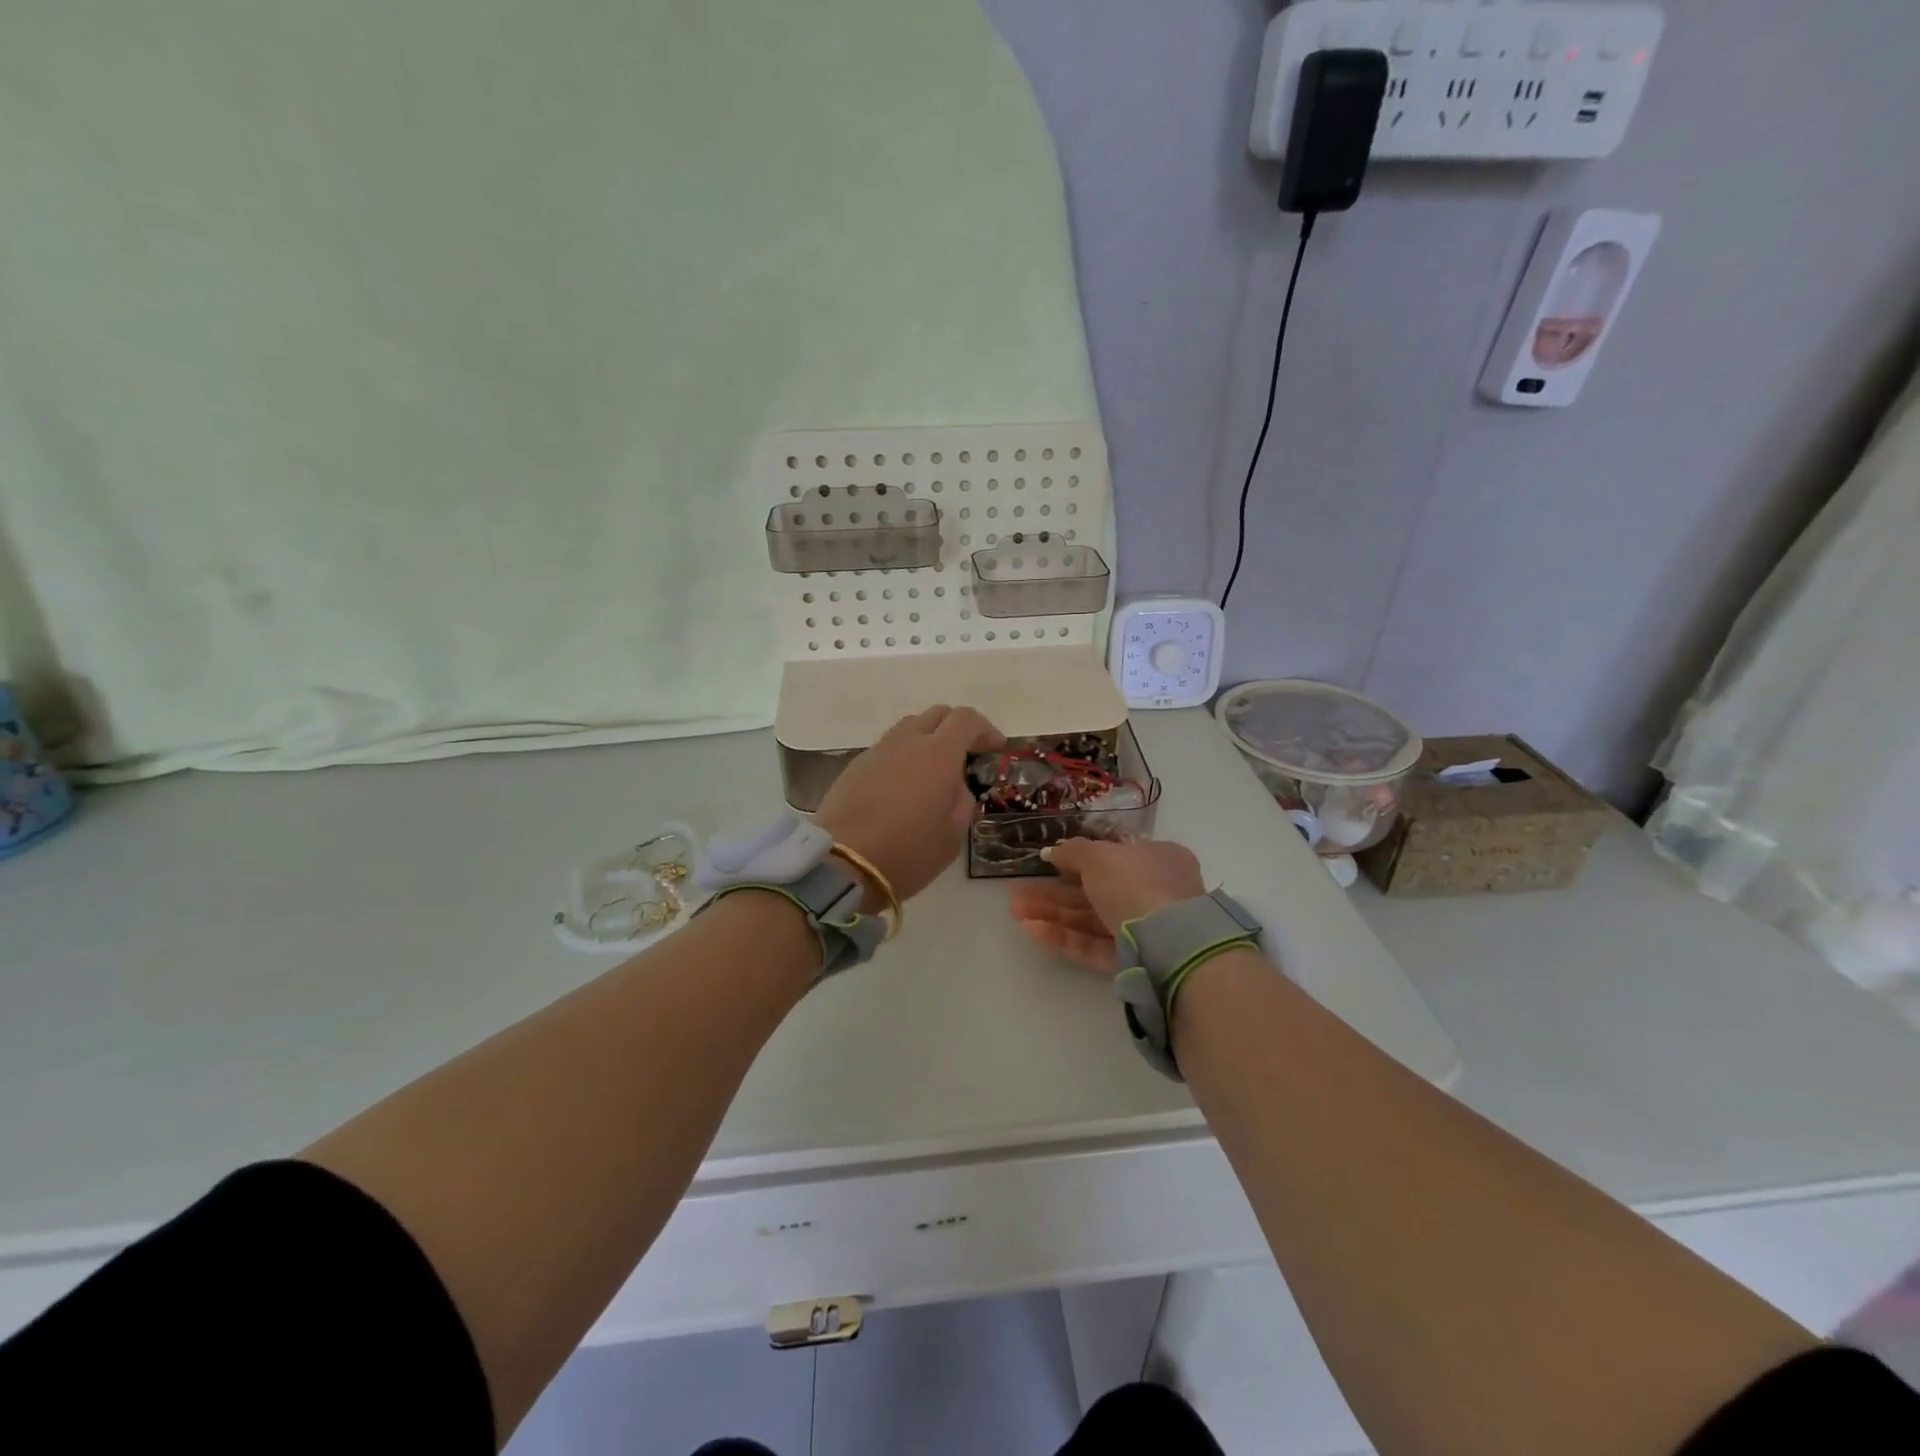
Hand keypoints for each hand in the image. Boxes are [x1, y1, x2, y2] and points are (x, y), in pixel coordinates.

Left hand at [814, 705, 1004, 901]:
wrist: (842, 864)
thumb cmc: (907, 852)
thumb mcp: (951, 836)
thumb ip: (961, 802)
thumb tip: (956, 787)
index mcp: (938, 754)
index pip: (966, 719)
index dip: (985, 729)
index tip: (995, 749)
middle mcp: (907, 742)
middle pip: (937, 714)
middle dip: (957, 728)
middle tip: (967, 755)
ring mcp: (877, 751)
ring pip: (909, 727)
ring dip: (927, 738)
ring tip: (934, 769)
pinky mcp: (855, 766)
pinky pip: (887, 747)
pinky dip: (903, 755)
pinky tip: (904, 784)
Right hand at [1008, 838, 1205, 973]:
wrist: (1169, 943)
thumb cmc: (1136, 883)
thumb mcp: (1099, 856)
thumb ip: (1073, 851)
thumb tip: (1052, 851)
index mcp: (1157, 859)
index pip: (1115, 857)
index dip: (1079, 859)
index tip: (1049, 864)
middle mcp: (1155, 892)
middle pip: (1096, 890)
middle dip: (1055, 892)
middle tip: (1019, 893)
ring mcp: (1145, 930)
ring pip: (1091, 919)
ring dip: (1053, 914)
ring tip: (1016, 911)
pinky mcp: (1134, 961)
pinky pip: (1095, 945)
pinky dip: (1066, 937)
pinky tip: (1033, 930)